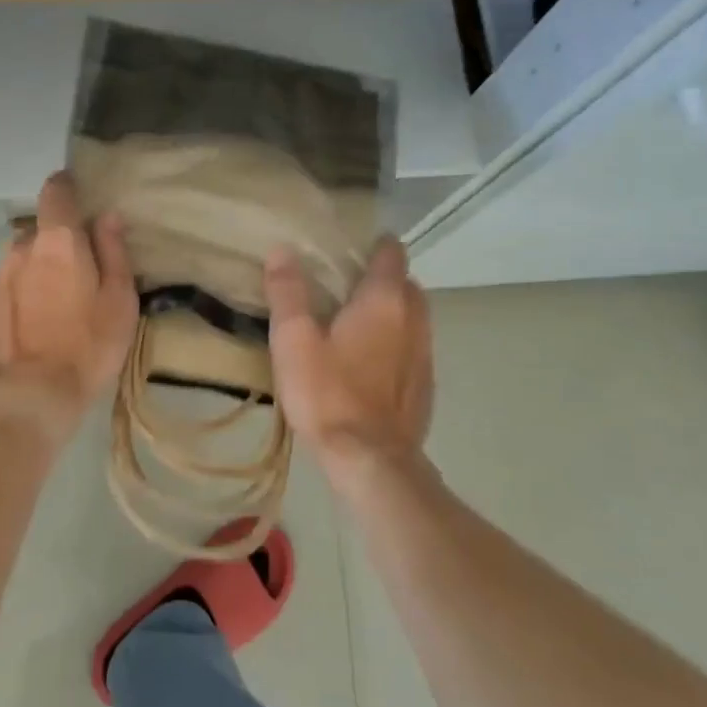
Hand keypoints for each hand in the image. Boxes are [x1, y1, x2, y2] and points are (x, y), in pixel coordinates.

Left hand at [0, 171, 137, 439]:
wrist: (26, 397)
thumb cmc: (86, 347)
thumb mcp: (119, 301)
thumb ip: (114, 252)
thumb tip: (107, 216)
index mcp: (59, 241)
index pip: (56, 191)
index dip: (68, 187)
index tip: (82, 199)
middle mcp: (22, 248)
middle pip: (42, 230)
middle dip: (59, 241)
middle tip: (82, 271)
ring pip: (24, 258)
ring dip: (40, 268)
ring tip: (58, 302)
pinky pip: (10, 284)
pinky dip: (24, 291)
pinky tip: (38, 322)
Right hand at [264, 236, 434, 488]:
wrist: (371, 461)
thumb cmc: (328, 395)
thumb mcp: (294, 341)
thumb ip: (288, 293)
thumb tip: (282, 250)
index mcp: (384, 301)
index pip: (391, 254)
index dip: (375, 245)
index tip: (351, 248)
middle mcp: (414, 320)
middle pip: (406, 284)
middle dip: (384, 278)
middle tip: (347, 285)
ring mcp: (425, 354)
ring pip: (414, 317)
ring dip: (393, 312)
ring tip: (357, 322)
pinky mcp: (425, 385)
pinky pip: (414, 348)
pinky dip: (397, 343)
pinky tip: (370, 363)